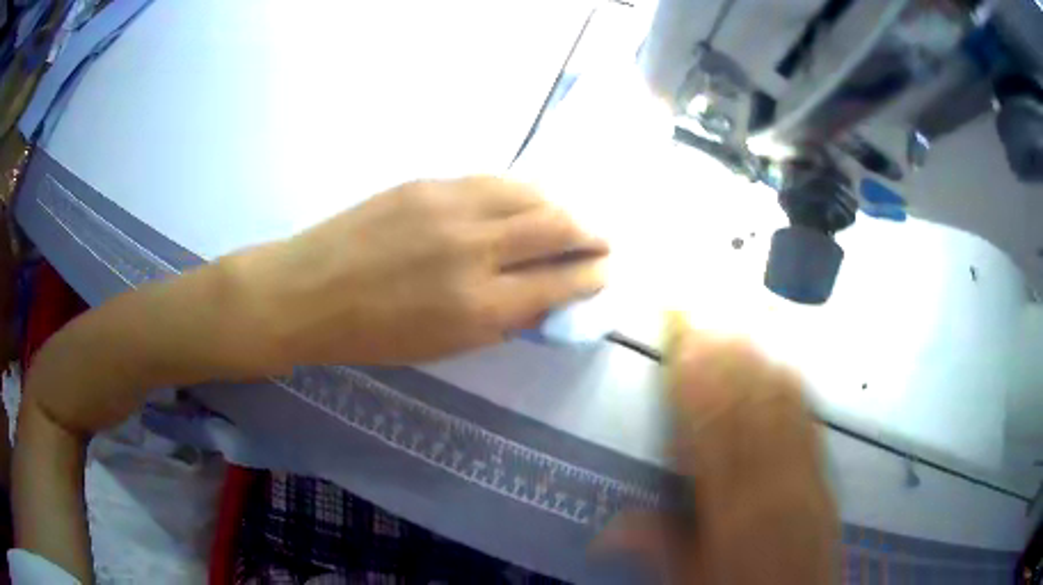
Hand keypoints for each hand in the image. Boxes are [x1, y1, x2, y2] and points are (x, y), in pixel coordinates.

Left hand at [246, 176, 607, 365]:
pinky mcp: (428, 183)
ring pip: (530, 193)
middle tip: (604, 239)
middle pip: (557, 227)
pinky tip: (528, 198)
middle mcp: (475, 250)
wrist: (308, 291)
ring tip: (572, 215)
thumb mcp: (443, 346)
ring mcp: (450, 206)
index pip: (560, 283)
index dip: (592, 276)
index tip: (606, 272)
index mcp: (479, 307)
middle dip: (592, 233)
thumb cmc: (372, 335)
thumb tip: (542, 296)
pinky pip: (493, 181)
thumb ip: (500, 318)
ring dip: (562, 205)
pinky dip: (522, 191)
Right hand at [598, 318, 838, 583]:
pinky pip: (809, 419)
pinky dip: (792, 386)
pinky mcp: (823, 472)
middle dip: (723, 358)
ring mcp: (803, 471)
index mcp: (730, 510)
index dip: (693, 386)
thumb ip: (656, 545)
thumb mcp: (691, 577)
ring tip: (735, 325)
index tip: (678, 346)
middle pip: (746, 408)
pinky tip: (782, 363)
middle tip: (702, 316)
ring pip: (779, 406)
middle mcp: (770, 482)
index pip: (708, 435)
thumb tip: (603, 530)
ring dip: (756, 362)